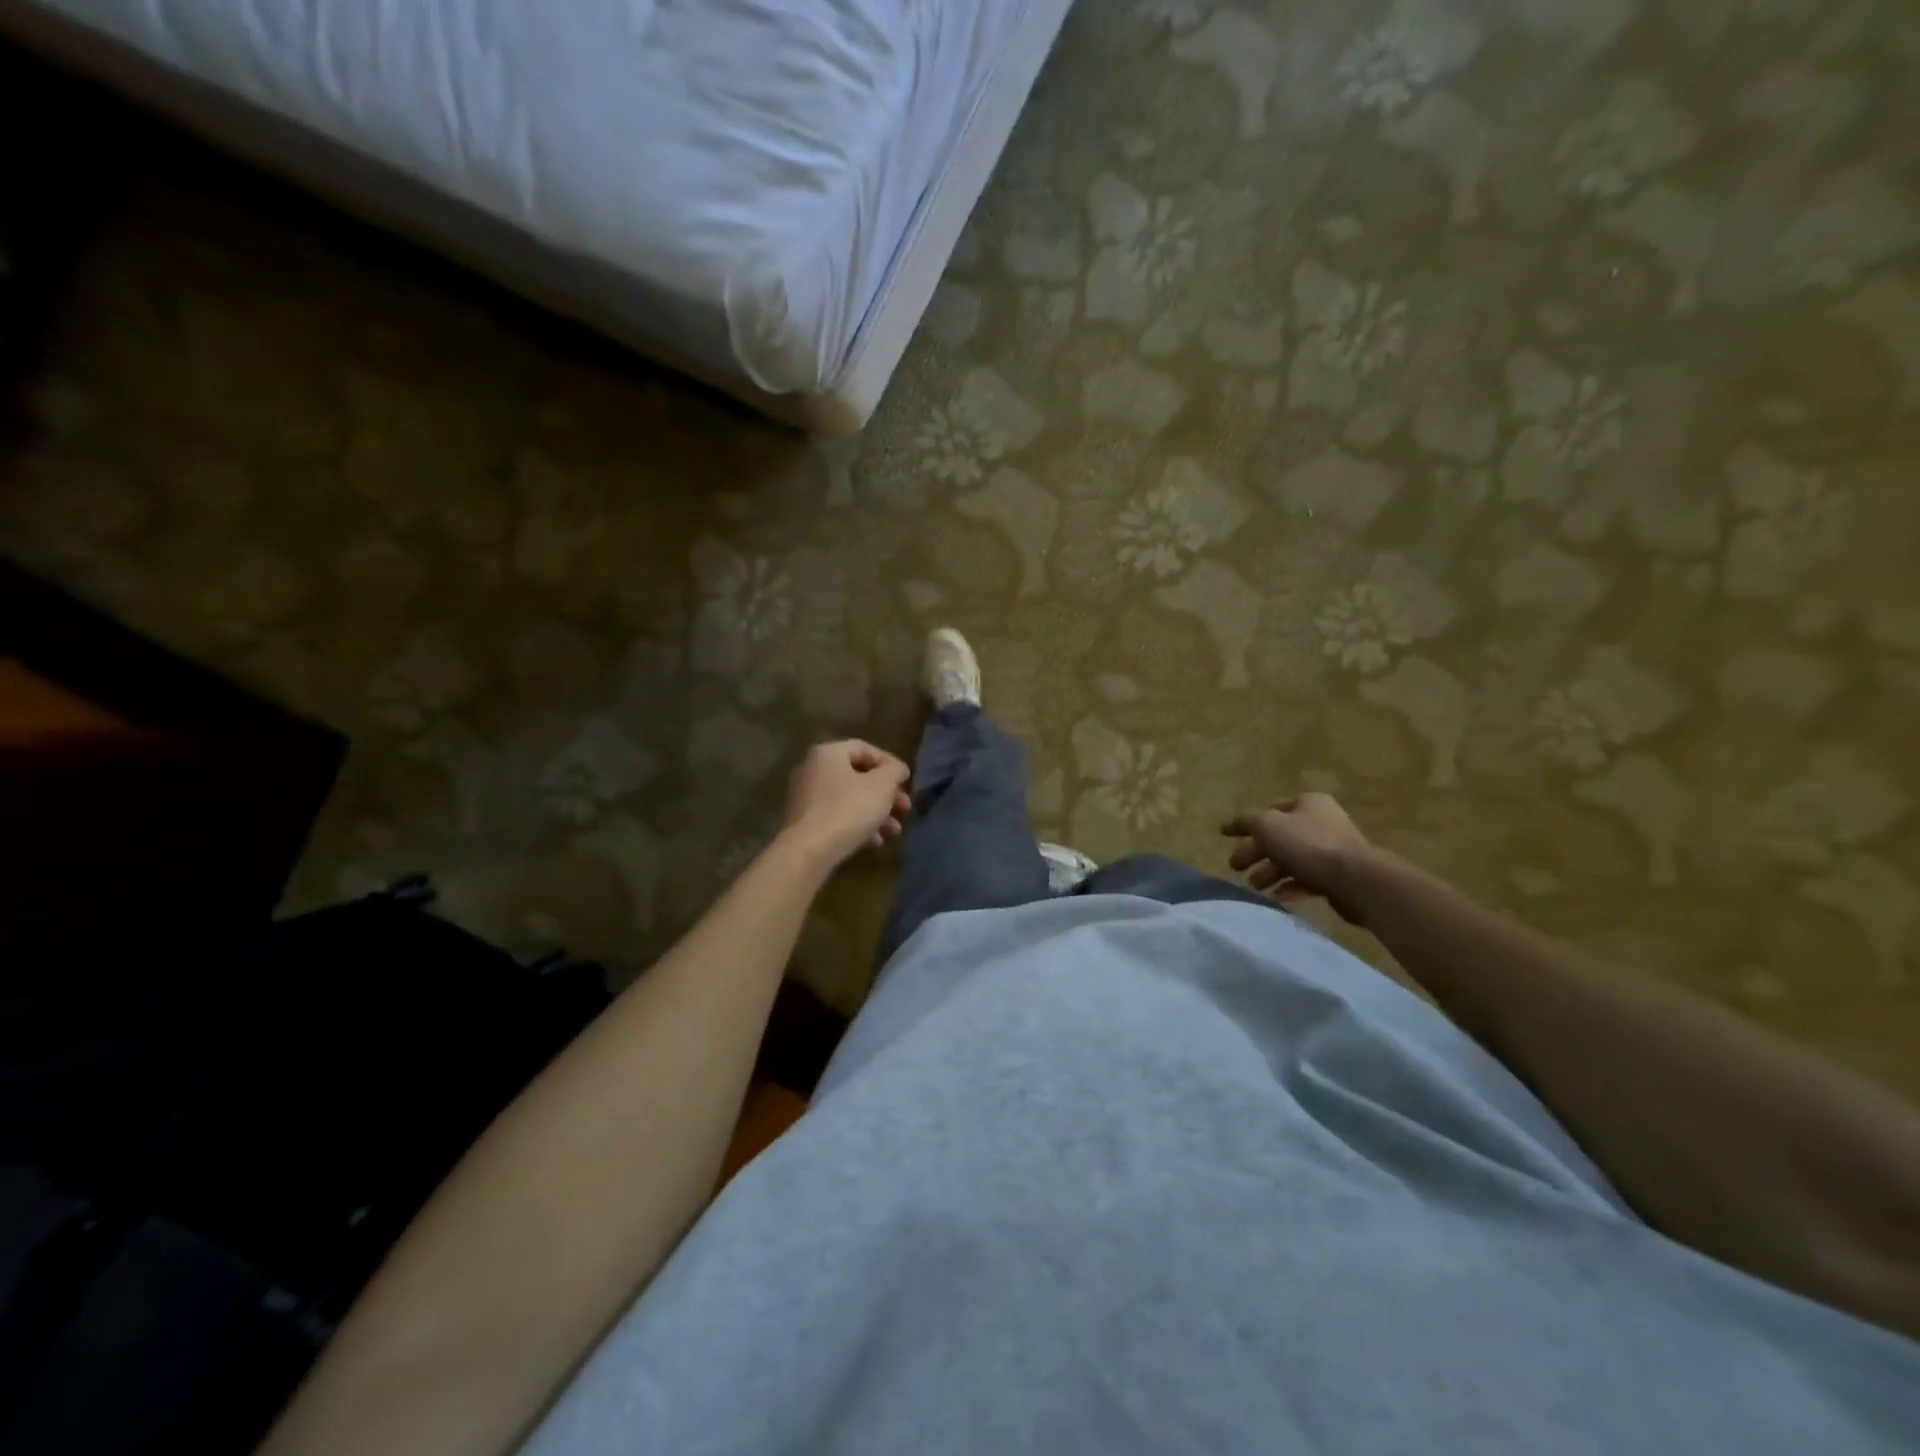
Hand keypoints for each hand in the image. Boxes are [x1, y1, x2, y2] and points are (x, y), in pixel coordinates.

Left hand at [782, 740, 912, 866]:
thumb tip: (897, 769)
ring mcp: (806, 797)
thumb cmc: (849, 809)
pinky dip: (858, 825)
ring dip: (876, 813)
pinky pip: (837, 816)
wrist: (809, 851)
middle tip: (904, 809)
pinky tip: (875, 842)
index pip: (865, 749)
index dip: (890, 763)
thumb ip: (894, 771)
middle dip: (886, 794)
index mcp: (828, 753)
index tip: (906, 781)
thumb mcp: (882, 786)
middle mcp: (812, 769)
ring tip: (894, 831)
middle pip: (858, 776)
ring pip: (850, 799)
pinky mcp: (805, 822)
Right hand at [1221, 793, 1376, 923]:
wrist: (1355, 879)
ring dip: (1269, 872)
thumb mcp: (1267, 826)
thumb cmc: (1307, 844)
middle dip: (1255, 853)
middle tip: (1236, 867)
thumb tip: (1235, 824)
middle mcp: (1322, 821)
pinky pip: (1307, 878)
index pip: (1269, 811)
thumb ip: (1247, 822)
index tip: (1225, 836)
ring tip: (1255, 887)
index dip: (1245, 824)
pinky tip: (1277, 896)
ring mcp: (1332, 849)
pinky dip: (1290, 886)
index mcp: (1308, 803)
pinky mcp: (1338, 875)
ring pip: (1292, 859)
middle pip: (1279, 837)